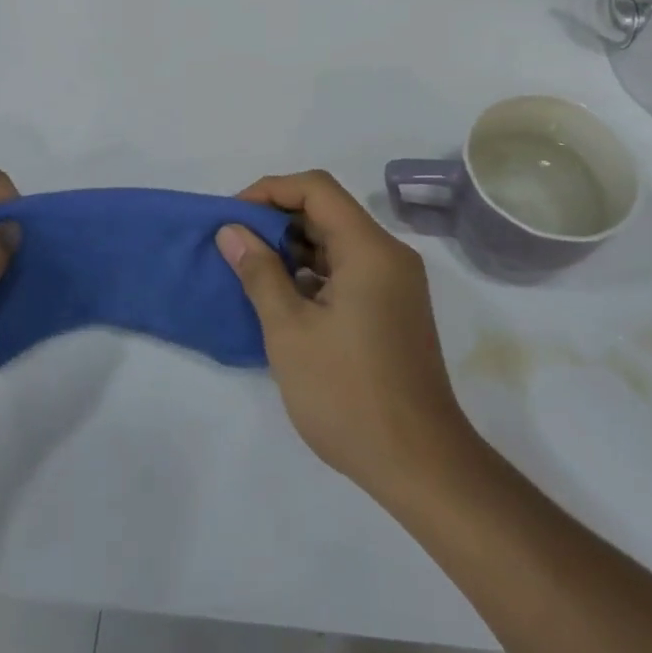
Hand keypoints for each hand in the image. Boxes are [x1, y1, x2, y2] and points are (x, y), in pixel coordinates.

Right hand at [219, 171, 470, 499]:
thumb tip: (232, 231)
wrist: (419, 463)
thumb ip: (259, 273)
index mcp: (369, 249)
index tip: (233, 216)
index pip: (316, 189)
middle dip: (278, 221)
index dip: (270, 191)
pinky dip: (314, 275)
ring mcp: (395, 284)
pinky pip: (349, 272)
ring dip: (294, 250)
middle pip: (329, 213)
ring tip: (250, 272)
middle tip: (235, 245)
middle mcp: (389, 255)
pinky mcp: (394, 309)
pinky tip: (283, 300)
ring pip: (338, 244)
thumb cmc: (348, 394)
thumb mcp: (290, 331)